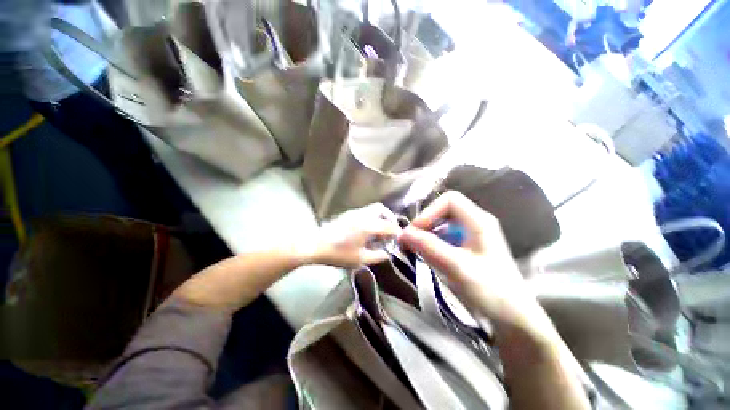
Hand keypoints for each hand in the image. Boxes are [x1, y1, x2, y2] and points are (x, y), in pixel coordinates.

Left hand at [305, 204, 401, 267]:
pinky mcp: (347, 214)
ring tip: (379, 232)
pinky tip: (367, 231)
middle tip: (390, 231)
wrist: (315, 245)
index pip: (388, 226)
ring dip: (379, 217)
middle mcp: (363, 215)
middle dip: (389, 218)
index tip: (400, 237)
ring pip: (372, 209)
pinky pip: (364, 212)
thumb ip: (377, 256)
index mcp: (368, 225)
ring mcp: (354, 213)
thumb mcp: (360, 259)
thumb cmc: (338, 253)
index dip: (396, 232)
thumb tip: (388, 254)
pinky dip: (371, 218)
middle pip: (381, 209)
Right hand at [398, 191, 550, 334]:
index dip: (429, 212)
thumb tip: (403, 233)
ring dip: (426, 233)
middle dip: (425, 222)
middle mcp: (476, 222)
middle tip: (410, 240)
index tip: (414, 231)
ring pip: (443, 223)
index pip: (450, 200)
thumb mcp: (457, 268)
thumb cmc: (491, 291)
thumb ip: (429, 247)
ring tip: (414, 248)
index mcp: (479, 221)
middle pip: (444, 210)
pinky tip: (426, 254)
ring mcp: (473, 234)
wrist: (514, 318)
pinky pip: (445, 236)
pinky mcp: (468, 246)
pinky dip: (432, 242)